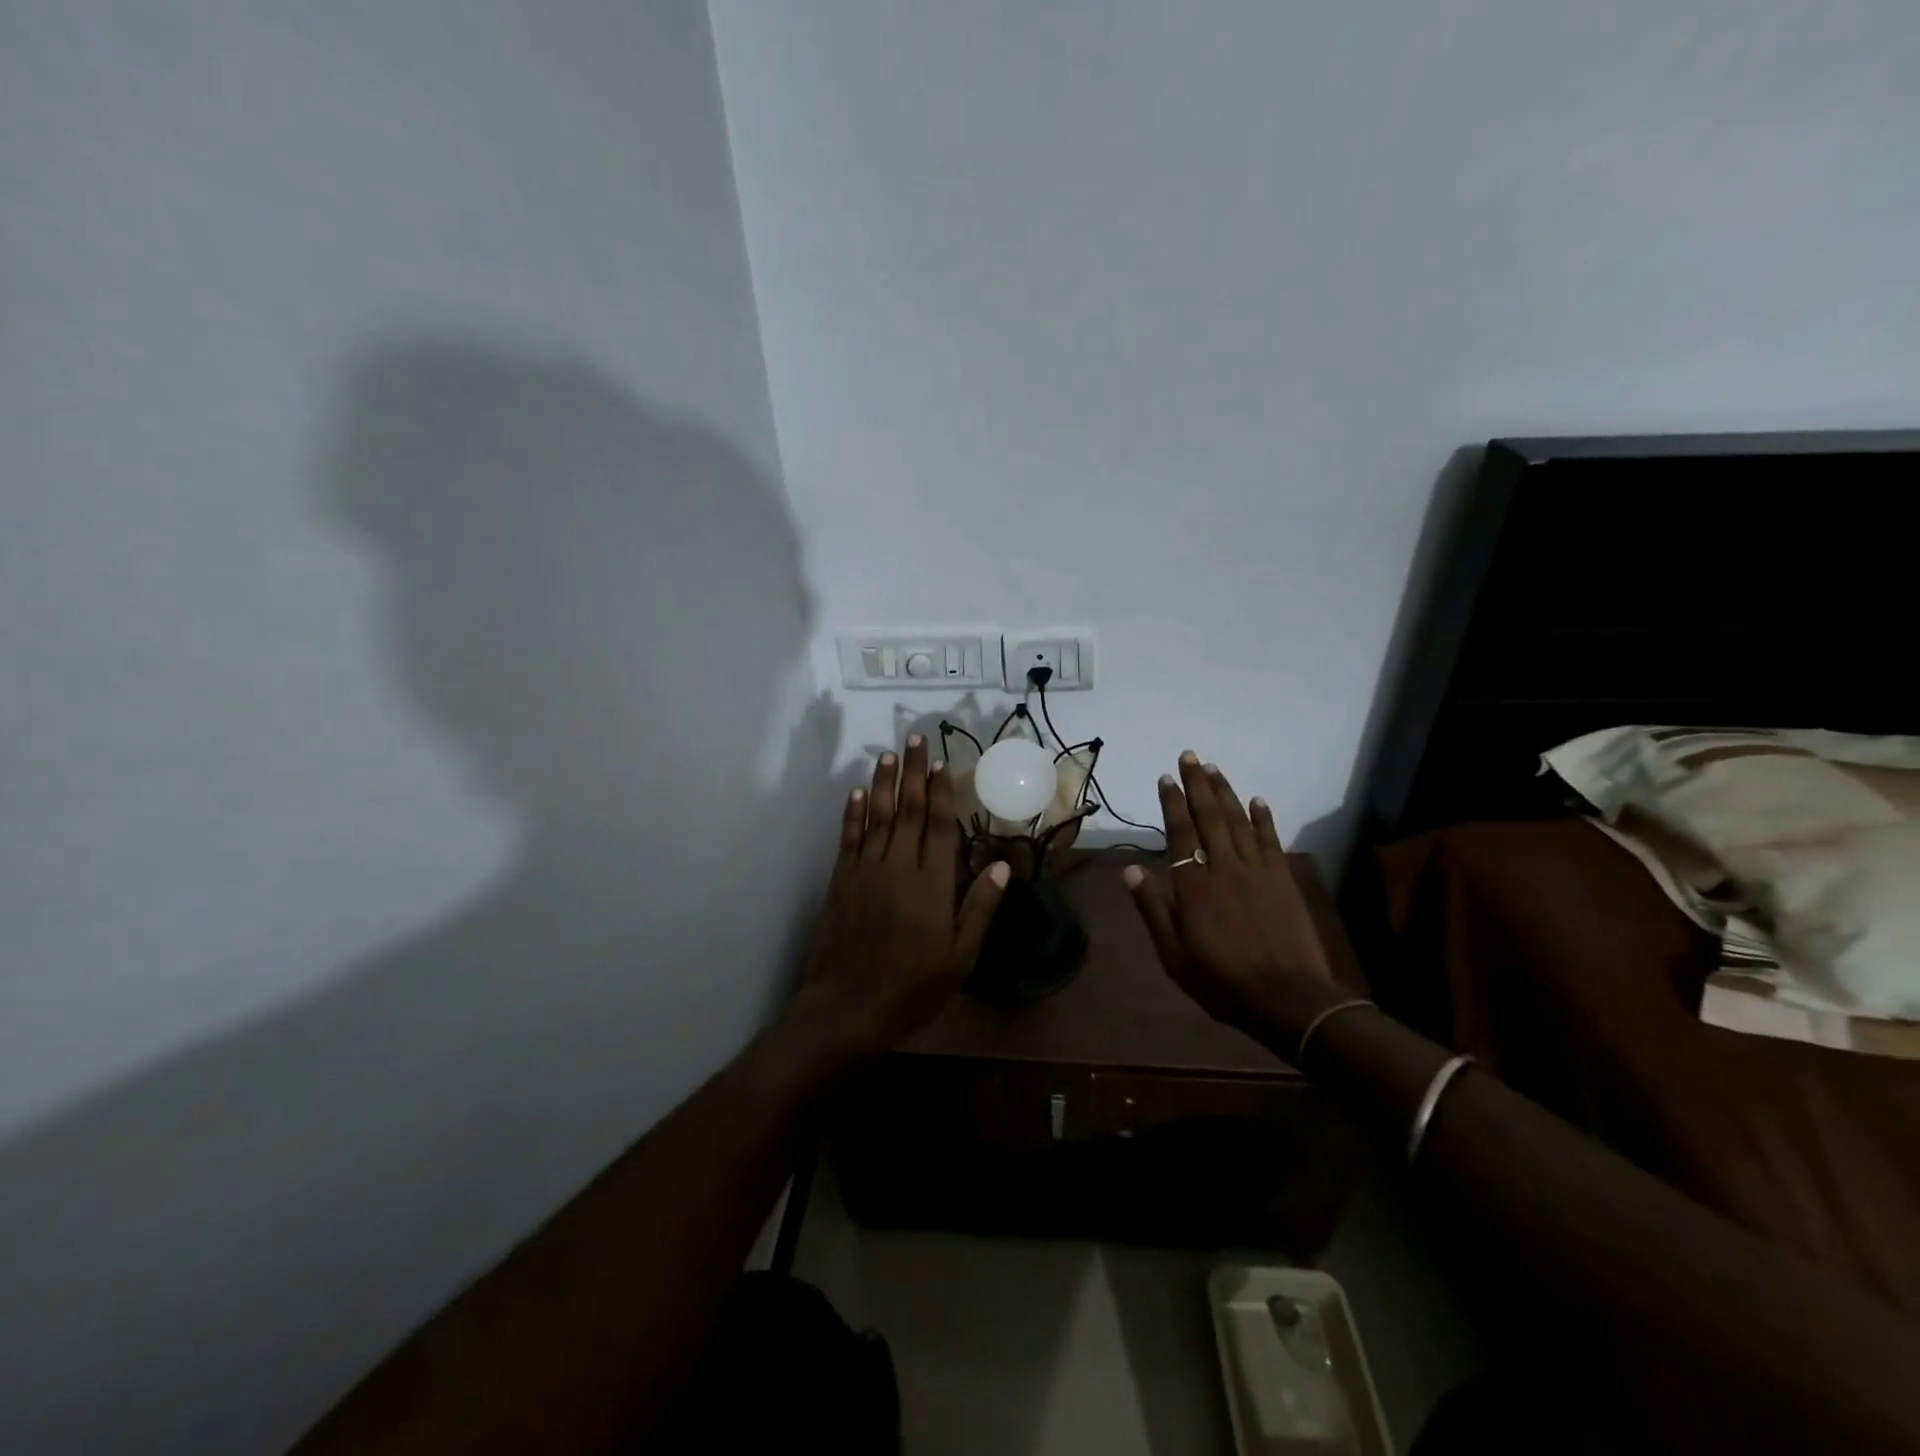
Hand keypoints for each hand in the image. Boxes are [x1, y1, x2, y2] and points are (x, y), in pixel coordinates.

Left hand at [789, 734, 1009, 1058]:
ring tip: (889, 754)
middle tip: (915, 738)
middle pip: (908, 809)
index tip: (942, 762)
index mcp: (932, 883)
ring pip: (878, 815)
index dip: (941, 791)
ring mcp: (866, 870)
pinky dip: (854, 813)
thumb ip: (980, 908)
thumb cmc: (912, 987)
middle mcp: (898, 866)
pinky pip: (850, 837)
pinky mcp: (842, 880)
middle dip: (913, 772)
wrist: (847, 1007)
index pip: (938, 825)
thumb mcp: (960, 957)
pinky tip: (858, 793)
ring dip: (884, 783)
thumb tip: (1003, 867)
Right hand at [1123, 753, 1333, 1038]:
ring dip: (1225, 792)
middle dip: (1197, 784)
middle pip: (1209, 817)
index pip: (1180, 833)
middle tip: (1189, 756)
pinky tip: (1257, 800)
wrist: (1289, 998)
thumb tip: (1129, 869)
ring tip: (1213, 768)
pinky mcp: (1282, 879)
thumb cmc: (1223, 981)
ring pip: (1239, 821)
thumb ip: (1153, 908)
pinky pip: (1271, 840)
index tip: (1166, 778)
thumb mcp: (1174, 954)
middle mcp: (1224, 867)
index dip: (1172, 804)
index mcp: (1194, 886)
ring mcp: (1257, 870)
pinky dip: (1264, 817)